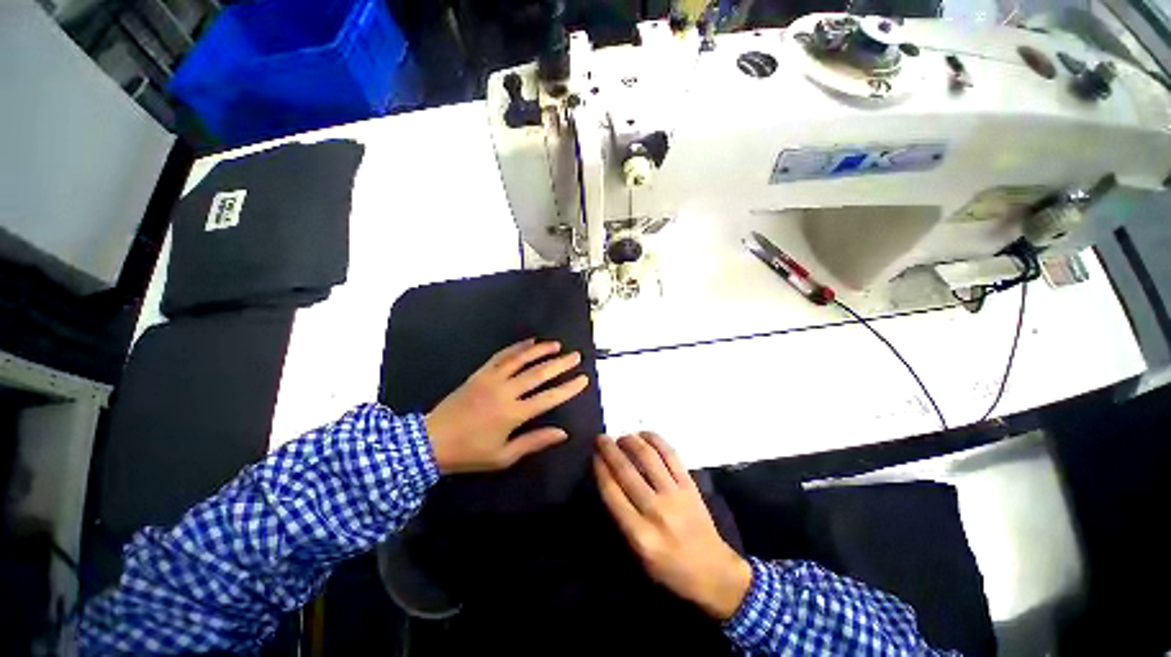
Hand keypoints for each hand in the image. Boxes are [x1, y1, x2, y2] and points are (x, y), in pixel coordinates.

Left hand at [425, 339, 588, 473]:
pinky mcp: (480, 373)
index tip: (583, 379)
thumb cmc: (470, 452)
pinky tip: (529, 342)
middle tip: (576, 356)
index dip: (568, 388)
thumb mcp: (503, 456)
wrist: (430, 441)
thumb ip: (534, 442)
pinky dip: (517, 347)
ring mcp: (491, 379)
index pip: (548, 398)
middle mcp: (505, 391)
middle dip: (560, 364)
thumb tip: (563, 433)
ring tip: (557, 344)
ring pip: (521, 359)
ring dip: (541, 350)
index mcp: (513, 414)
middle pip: (538, 374)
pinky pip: (501, 355)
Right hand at [594, 433, 751, 620]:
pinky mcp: (690, 485)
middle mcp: (656, 510)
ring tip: (621, 436)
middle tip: (601, 438)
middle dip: (609, 450)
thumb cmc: (669, 568)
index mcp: (639, 534)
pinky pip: (671, 455)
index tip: (594, 455)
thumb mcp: (638, 555)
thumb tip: (609, 481)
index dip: (600, 469)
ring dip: (631, 441)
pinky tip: (644, 434)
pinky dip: (656, 440)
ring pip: (648, 458)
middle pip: (626, 471)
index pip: (612, 492)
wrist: (713, 572)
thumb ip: (622, 519)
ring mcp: (675, 495)